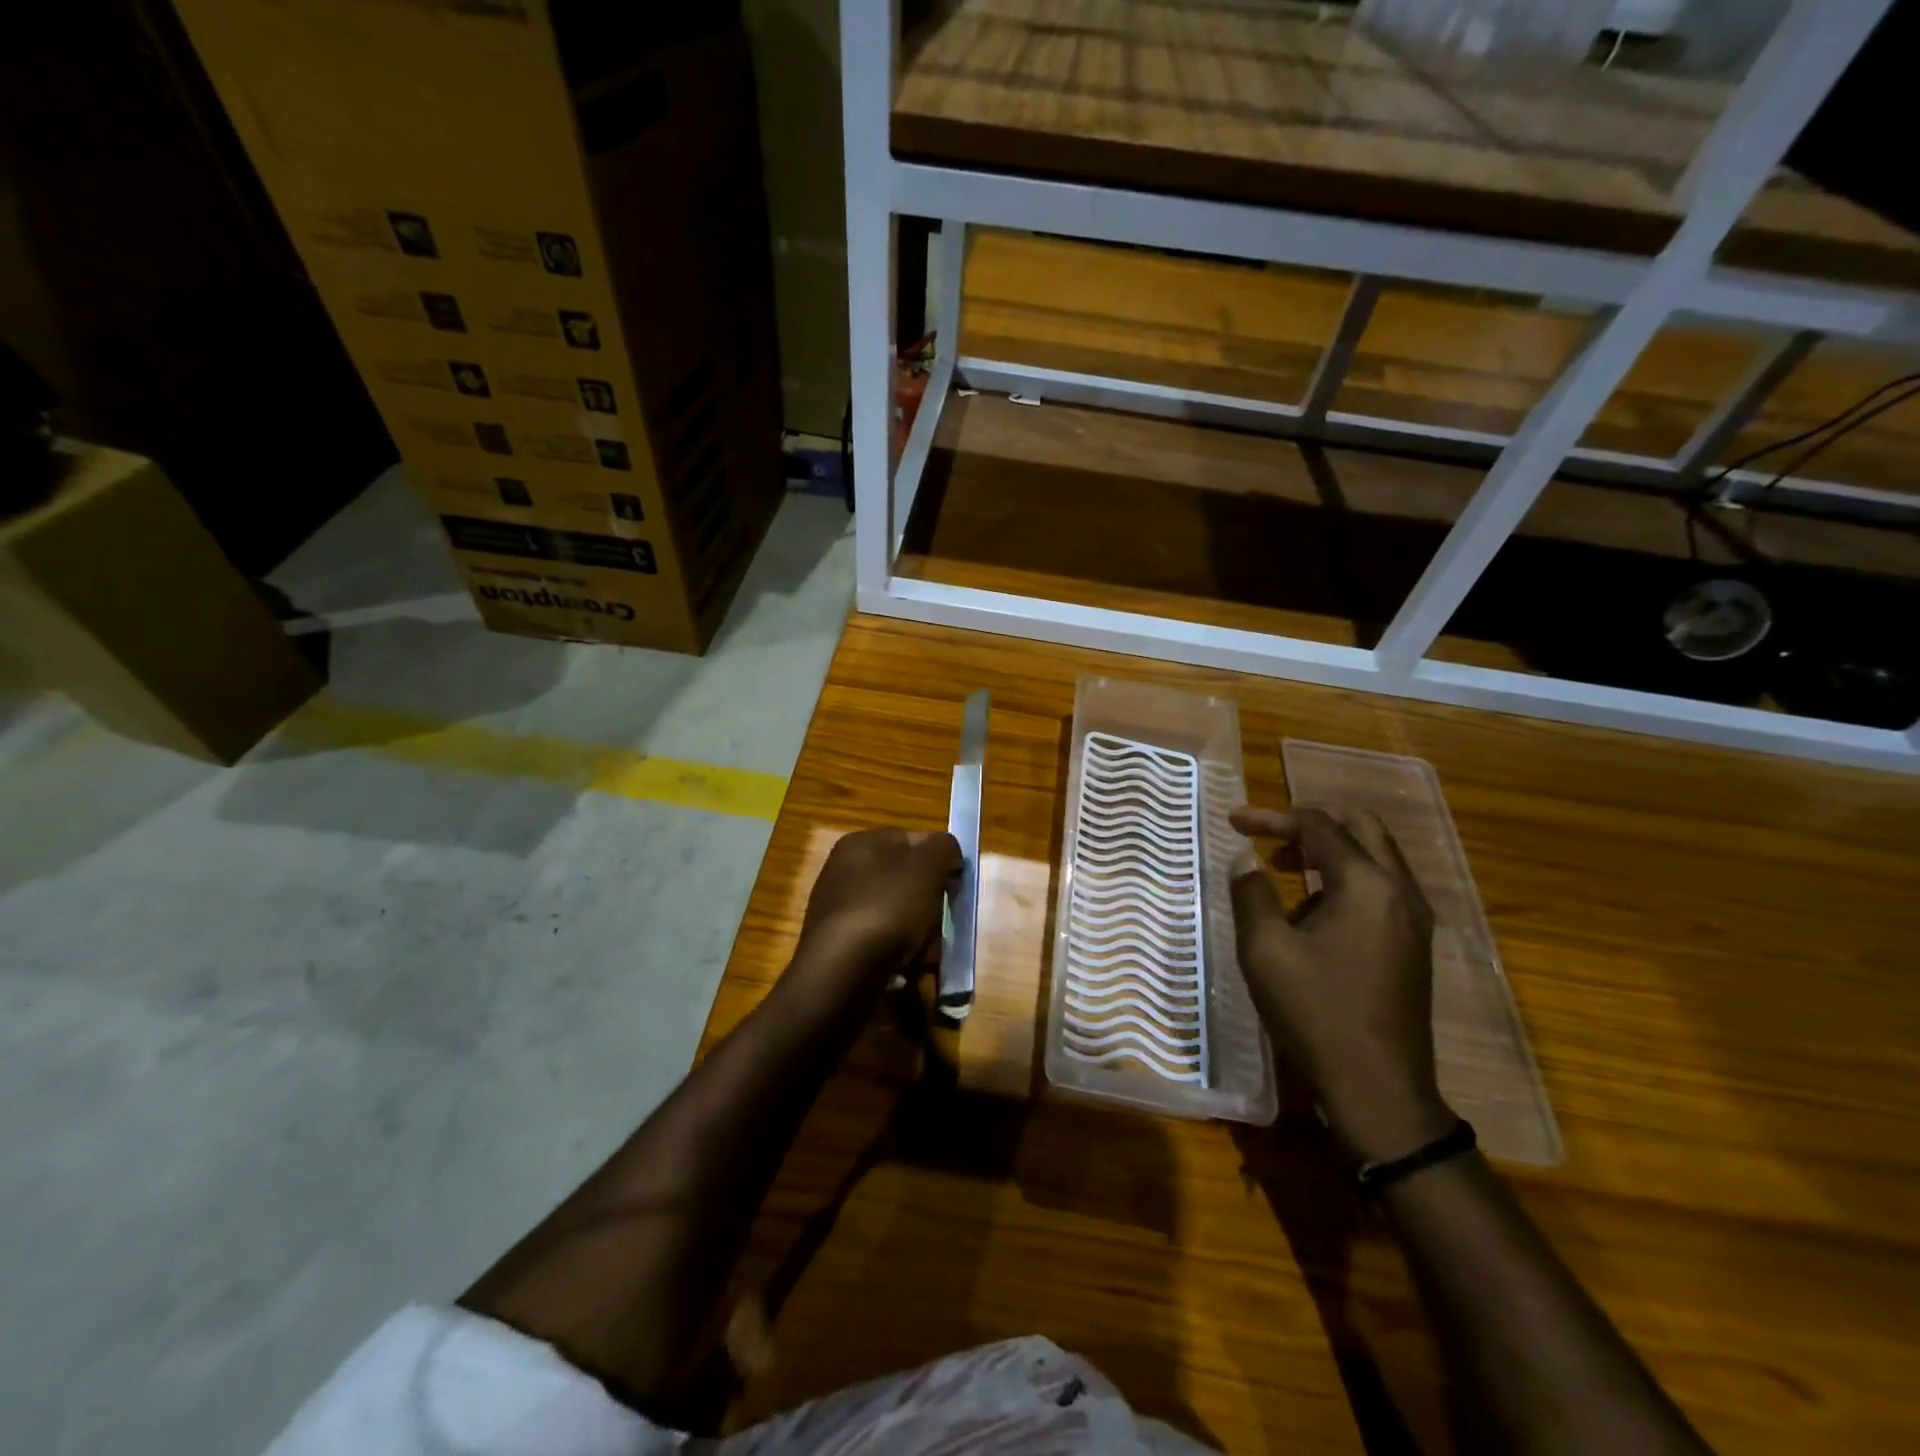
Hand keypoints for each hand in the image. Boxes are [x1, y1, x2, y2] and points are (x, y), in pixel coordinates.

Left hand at [791, 828, 961, 994]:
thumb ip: (943, 849)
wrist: (841, 976)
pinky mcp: (841, 948)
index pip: (913, 840)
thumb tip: (947, 851)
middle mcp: (845, 873)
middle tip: (940, 924)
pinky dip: (901, 957)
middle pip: (908, 882)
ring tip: (925, 955)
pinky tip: (906, 971)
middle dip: (931, 905)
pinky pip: (884, 945)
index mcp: (860, 844)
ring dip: (921, 936)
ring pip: (900, 917)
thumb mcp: (925, 868)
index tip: (955, 885)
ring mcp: (841, 912)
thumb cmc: (886, 910)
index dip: (939, 860)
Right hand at [1229, 806, 1453, 1165]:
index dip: (1271, 818)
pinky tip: (1313, 908)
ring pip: (1375, 856)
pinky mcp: (1414, 944)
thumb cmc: (1316, 1013)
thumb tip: (1246, 860)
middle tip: (1267, 835)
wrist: (1378, 1089)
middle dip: (1309, 823)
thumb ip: (1252, 894)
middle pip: (1360, 827)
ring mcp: (1415, 919)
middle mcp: (1400, 890)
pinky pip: (1382, 886)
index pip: (1318, 827)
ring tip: (1281, 868)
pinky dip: (1346, 876)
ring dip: (1328, 849)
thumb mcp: (1265, 950)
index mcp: (1366, 884)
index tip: (1232, 822)